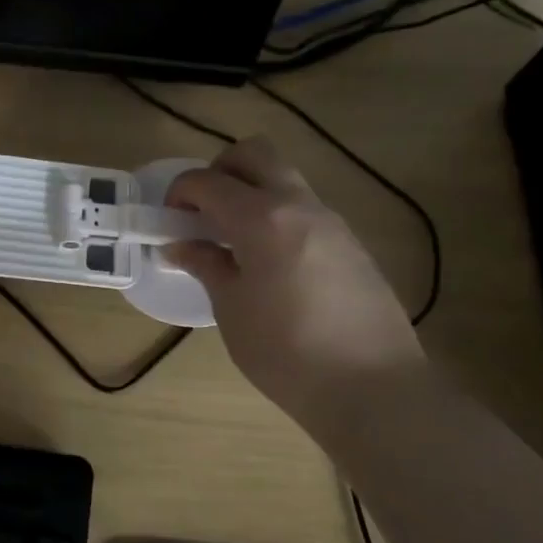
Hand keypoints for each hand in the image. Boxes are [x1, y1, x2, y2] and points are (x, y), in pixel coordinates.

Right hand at [163, 138, 424, 419]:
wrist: (374, 389)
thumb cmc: (287, 353)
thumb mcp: (232, 310)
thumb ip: (206, 266)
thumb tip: (181, 245)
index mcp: (262, 219)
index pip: (208, 181)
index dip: (179, 192)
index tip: (168, 219)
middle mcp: (299, 206)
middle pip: (255, 153)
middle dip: (220, 170)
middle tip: (204, 211)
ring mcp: (332, 222)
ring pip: (284, 179)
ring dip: (252, 193)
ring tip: (234, 243)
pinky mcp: (352, 244)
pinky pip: (305, 210)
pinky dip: (278, 217)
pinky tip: (271, 265)